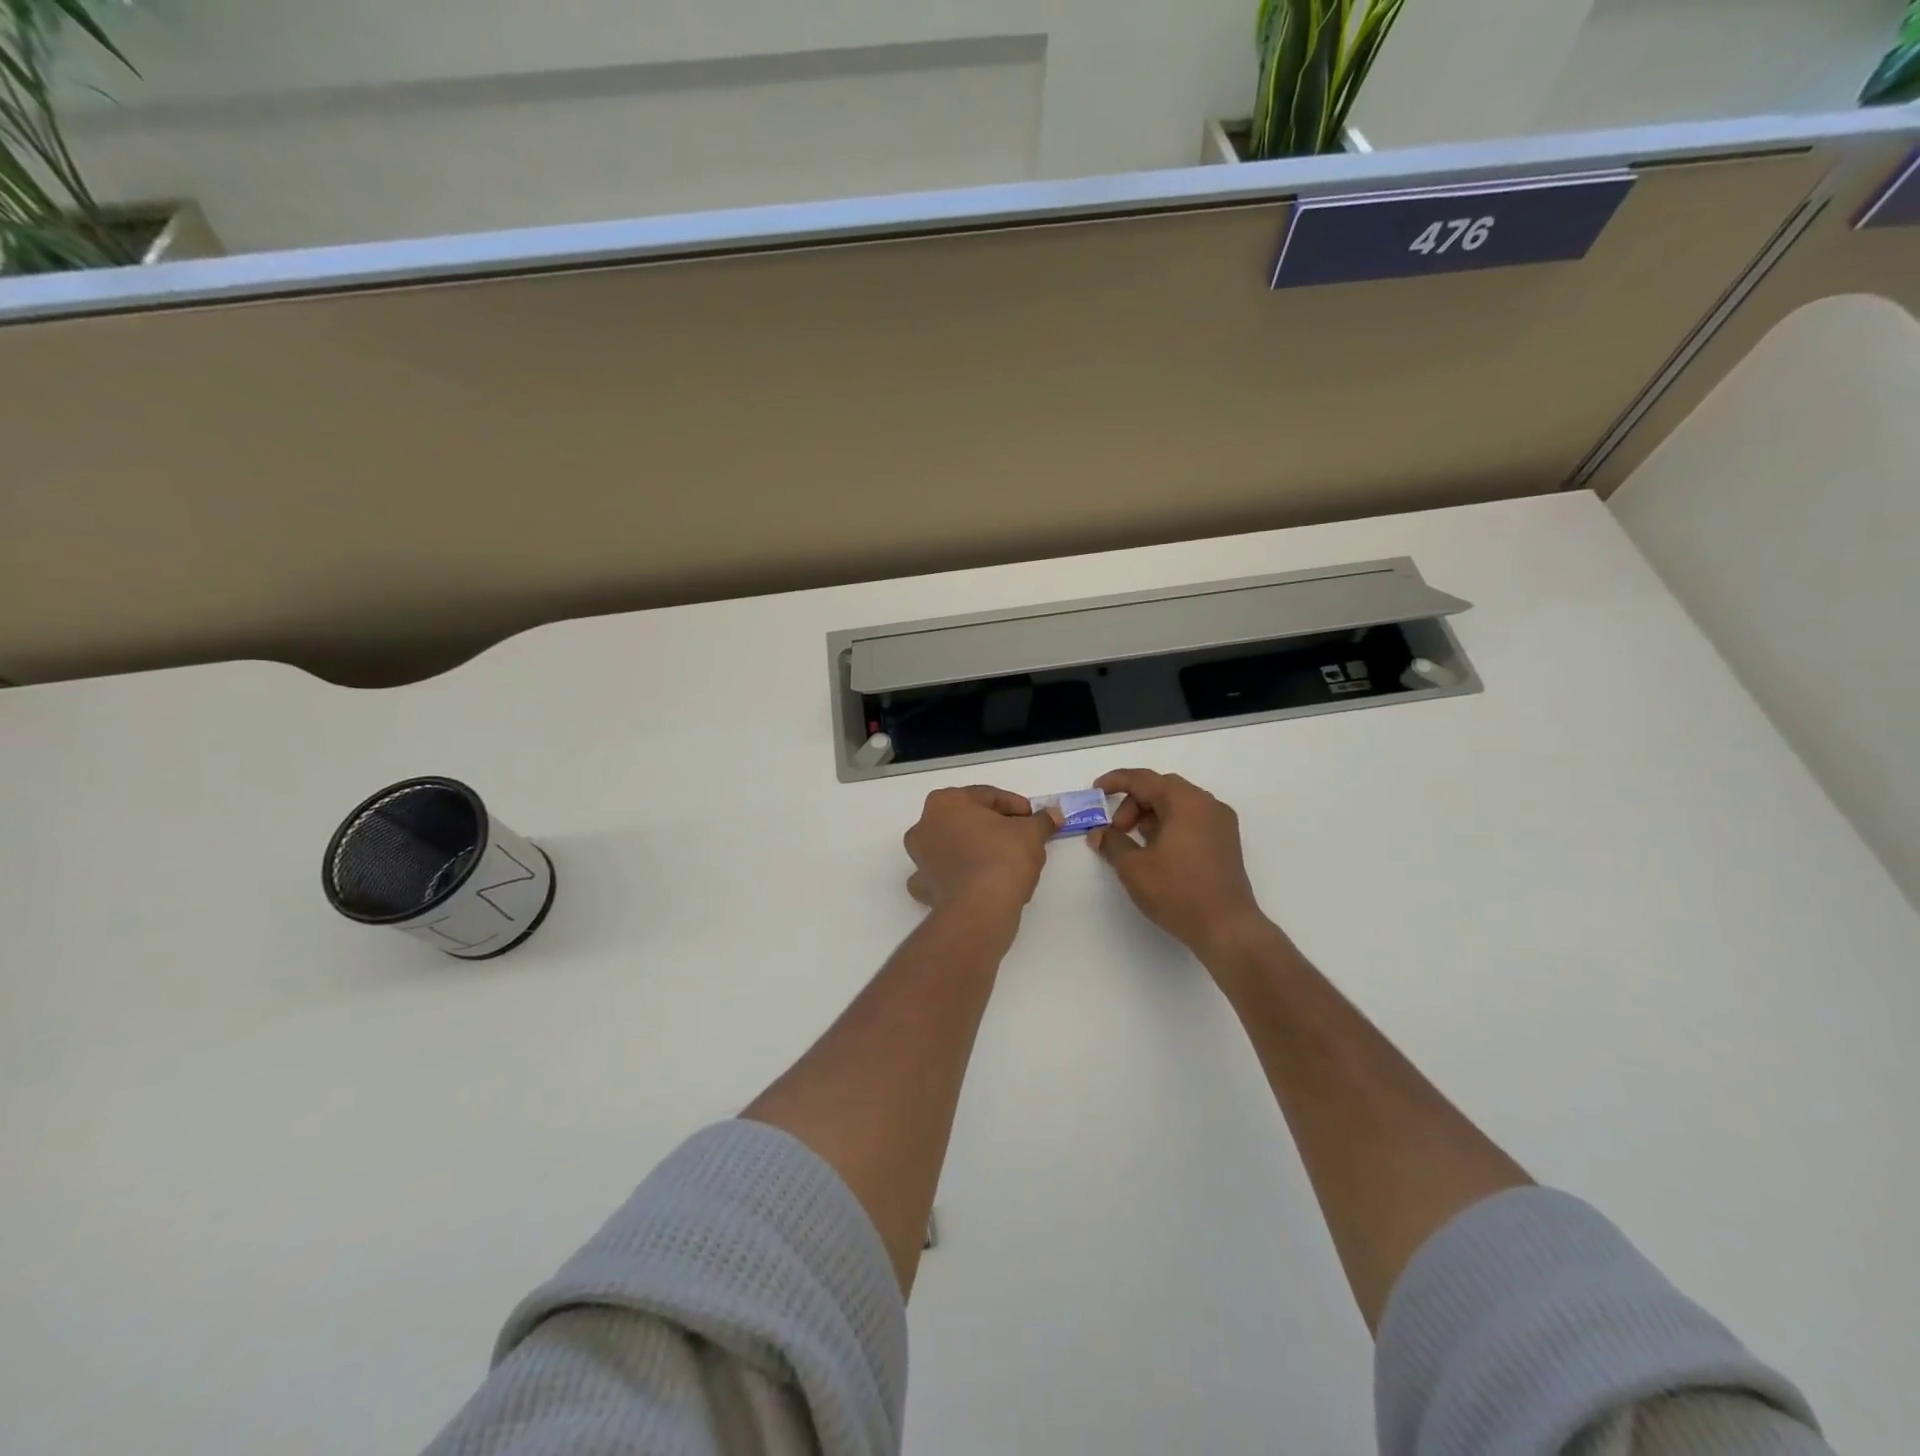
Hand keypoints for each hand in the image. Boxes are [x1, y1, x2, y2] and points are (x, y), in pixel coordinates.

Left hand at [904, 786, 1058, 912]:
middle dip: (993, 827)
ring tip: (1003, 864)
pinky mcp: (922, 888)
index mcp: (946, 802)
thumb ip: (1042, 820)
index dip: (1016, 807)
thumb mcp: (1031, 833)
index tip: (1034, 820)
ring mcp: (919, 858)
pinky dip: (957, 878)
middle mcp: (925, 825)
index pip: (988, 797)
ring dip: (973, 850)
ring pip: (952, 847)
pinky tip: (976, 884)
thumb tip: (1054, 814)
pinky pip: (943, 876)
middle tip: (1020, 839)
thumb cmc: (1003, 858)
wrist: (980, 909)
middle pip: (966, 820)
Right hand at [1088, 769, 1268, 957]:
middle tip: (1117, 830)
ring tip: (1135, 845)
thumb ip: (1112, 843)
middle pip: (1162, 788)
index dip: (1115, 781)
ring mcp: (1221, 823)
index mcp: (1185, 801)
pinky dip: (1170, 825)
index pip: (1143, 779)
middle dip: (1133, 803)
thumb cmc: (1177, 892)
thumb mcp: (1134, 867)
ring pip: (1178, 804)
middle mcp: (1207, 804)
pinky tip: (1158, 852)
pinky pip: (1192, 820)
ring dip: (1151, 815)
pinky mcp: (1226, 842)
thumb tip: (1098, 833)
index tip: (1095, 791)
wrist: (1227, 928)